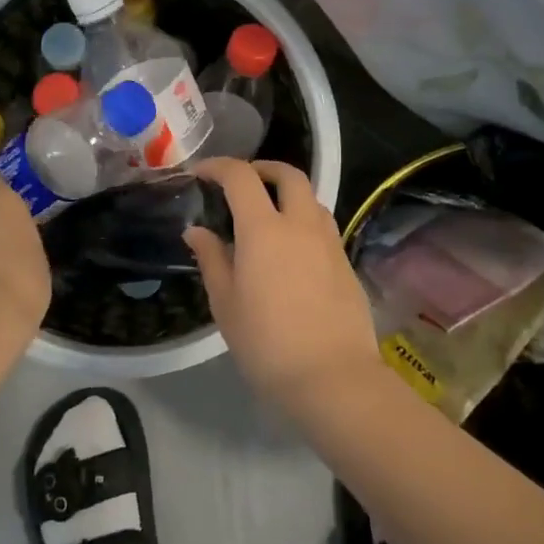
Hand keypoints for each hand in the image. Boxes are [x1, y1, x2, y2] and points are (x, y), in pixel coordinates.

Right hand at [183, 159, 383, 414]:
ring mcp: (329, 242)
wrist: (332, 377)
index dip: (218, 167)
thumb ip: (211, 259)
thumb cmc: (267, 343)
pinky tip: (291, 250)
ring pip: (311, 198)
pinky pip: (323, 226)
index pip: (241, 177)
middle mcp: (301, 224)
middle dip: (263, 168)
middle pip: (288, 174)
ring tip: (268, 215)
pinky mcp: (346, 262)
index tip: (200, 173)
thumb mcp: (226, 303)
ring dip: (288, 194)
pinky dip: (303, 221)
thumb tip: (197, 231)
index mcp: (264, 229)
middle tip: (242, 182)